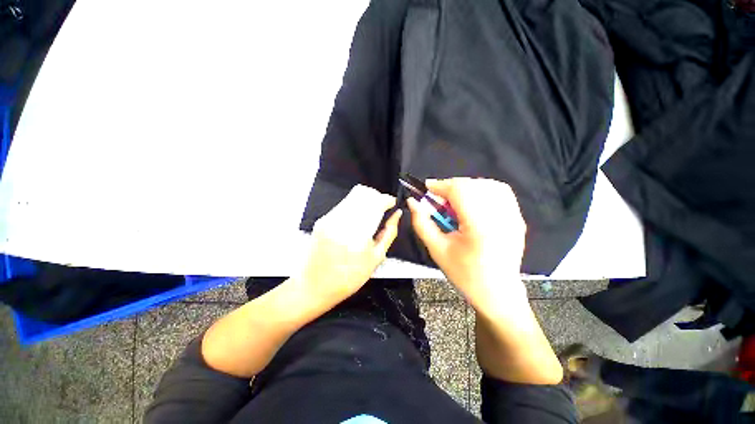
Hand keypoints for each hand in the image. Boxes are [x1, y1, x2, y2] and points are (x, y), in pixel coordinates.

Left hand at [299, 185, 401, 303]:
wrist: (314, 286)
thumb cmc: (348, 278)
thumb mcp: (376, 259)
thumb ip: (389, 233)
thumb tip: (397, 214)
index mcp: (358, 234)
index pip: (376, 202)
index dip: (387, 199)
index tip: (393, 204)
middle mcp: (342, 221)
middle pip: (364, 192)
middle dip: (377, 197)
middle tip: (383, 209)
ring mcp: (330, 218)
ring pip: (353, 195)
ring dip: (367, 200)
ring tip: (371, 214)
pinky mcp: (323, 219)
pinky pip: (344, 203)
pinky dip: (355, 206)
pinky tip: (358, 219)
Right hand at [408, 178, 526, 309]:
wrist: (497, 294)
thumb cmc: (464, 275)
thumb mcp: (437, 249)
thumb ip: (422, 223)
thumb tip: (413, 202)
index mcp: (480, 226)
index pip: (460, 190)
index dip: (440, 185)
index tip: (426, 187)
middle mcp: (501, 216)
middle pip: (473, 185)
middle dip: (451, 187)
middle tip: (438, 200)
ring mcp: (514, 216)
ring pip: (488, 184)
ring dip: (467, 188)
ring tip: (454, 201)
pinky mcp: (518, 218)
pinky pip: (500, 192)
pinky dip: (482, 191)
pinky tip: (472, 204)